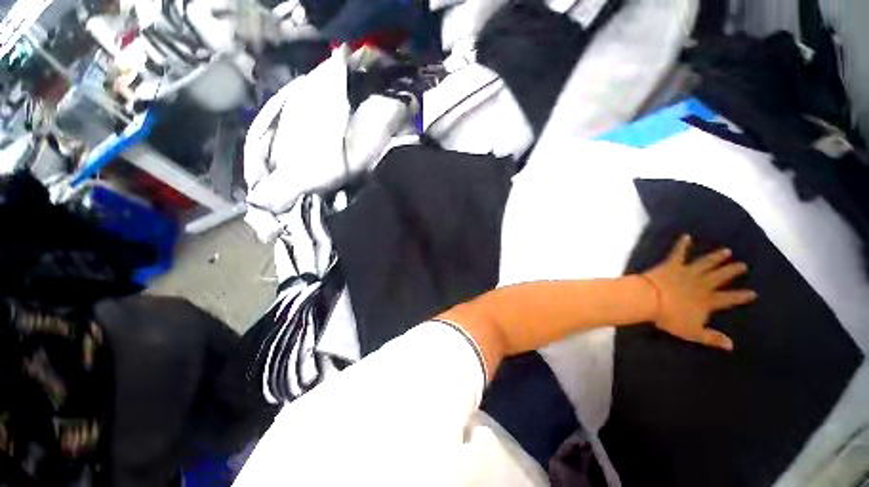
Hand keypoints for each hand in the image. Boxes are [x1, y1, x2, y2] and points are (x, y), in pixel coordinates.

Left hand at [642, 235, 756, 350]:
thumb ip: (712, 337)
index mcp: (707, 301)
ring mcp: (687, 272)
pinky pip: (677, 253)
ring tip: (726, 251)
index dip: (741, 296)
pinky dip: (681, 244)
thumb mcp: (692, 332)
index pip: (729, 299)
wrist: (649, 299)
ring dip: (716, 257)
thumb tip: (731, 346)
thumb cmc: (669, 317)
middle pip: (720, 277)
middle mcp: (701, 284)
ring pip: (705, 263)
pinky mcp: (671, 265)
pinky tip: (686, 235)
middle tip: (743, 265)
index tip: (753, 293)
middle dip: (732, 271)